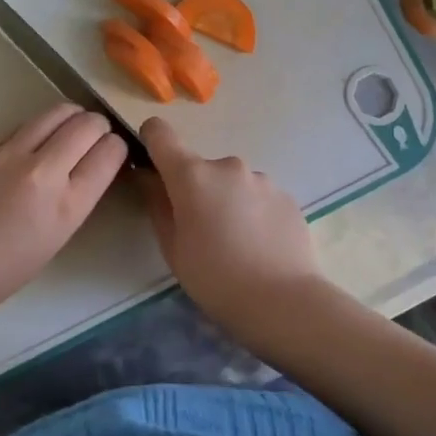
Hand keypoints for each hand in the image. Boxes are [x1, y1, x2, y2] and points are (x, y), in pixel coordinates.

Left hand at [0, 104, 127, 318]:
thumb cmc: (4, 270)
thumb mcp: (58, 237)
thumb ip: (78, 197)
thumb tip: (92, 166)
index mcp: (67, 204)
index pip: (110, 152)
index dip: (117, 149)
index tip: (113, 155)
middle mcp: (44, 171)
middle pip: (88, 124)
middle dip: (99, 128)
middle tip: (96, 140)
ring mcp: (12, 154)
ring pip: (58, 112)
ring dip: (73, 117)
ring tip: (71, 131)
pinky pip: (27, 125)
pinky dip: (42, 128)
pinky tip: (37, 144)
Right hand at [138, 117, 321, 324]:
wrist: (284, 302)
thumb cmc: (216, 278)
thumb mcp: (173, 248)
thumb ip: (157, 205)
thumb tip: (148, 178)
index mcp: (192, 176)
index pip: (160, 133)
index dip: (150, 141)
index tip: (152, 166)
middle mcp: (228, 166)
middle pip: (200, 168)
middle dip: (196, 191)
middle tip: (201, 232)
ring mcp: (262, 179)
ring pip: (232, 184)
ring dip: (227, 202)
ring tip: (236, 244)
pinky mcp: (288, 196)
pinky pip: (258, 197)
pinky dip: (253, 213)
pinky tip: (260, 247)